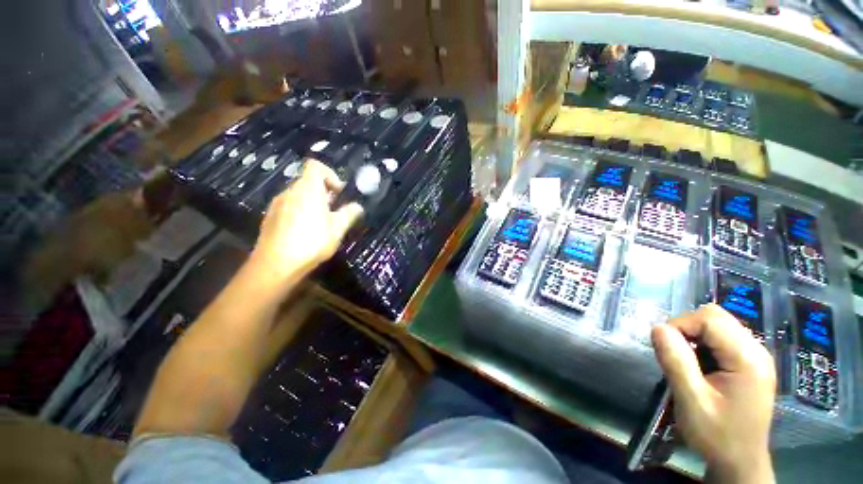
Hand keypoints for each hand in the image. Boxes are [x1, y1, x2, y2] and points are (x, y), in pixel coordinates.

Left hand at [249, 159, 362, 288]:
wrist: (276, 264)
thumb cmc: (312, 241)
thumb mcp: (338, 228)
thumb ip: (349, 213)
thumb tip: (358, 206)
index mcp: (307, 189)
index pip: (315, 166)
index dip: (330, 174)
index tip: (339, 193)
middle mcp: (289, 191)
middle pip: (308, 181)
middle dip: (324, 192)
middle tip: (334, 211)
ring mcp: (277, 204)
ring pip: (298, 195)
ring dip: (312, 203)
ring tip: (321, 223)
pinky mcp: (270, 217)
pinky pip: (289, 207)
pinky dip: (300, 212)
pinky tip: (305, 232)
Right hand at [651, 304, 775, 482]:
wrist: (739, 462)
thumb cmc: (717, 435)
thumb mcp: (691, 401)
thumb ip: (675, 361)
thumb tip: (657, 328)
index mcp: (748, 359)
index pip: (709, 319)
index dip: (681, 325)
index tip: (666, 348)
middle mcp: (756, 350)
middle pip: (715, 316)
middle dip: (687, 328)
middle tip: (676, 355)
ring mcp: (755, 356)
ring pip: (717, 325)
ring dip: (694, 337)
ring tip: (687, 364)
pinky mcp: (749, 363)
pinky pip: (721, 338)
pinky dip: (703, 345)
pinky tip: (700, 367)